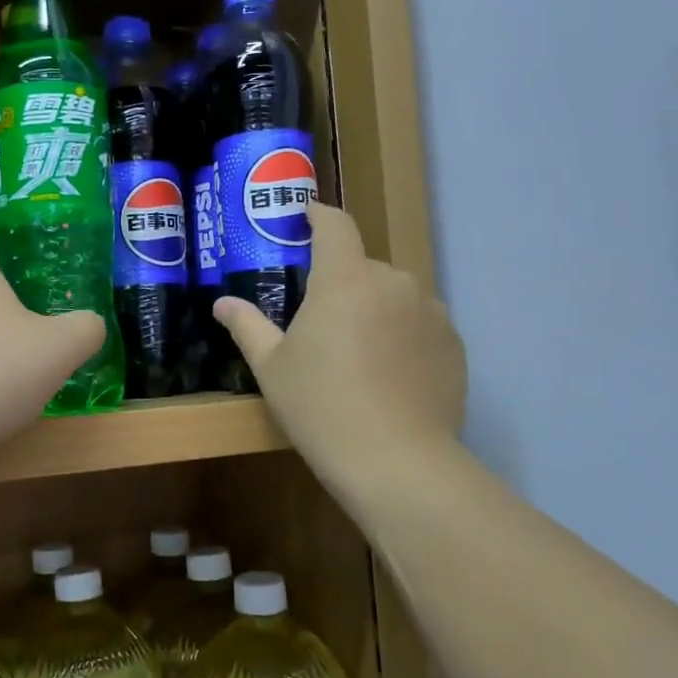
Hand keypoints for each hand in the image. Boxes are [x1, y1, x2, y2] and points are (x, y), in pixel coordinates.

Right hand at [215, 203, 465, 489]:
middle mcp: (394, 281)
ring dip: (375, 309)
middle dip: (342, 282)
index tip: (306, 216)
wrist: (397, 463)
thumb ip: (247, 326)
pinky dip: (404, 336)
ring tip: (359, 354)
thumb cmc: (321, 407)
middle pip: (363, 266)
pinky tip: (391, 376)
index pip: (335, 225)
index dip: (318, 215)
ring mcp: (431, 312)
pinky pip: (421, 325)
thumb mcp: (272, 368)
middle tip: (322, 320)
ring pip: (395, 295)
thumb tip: (222, 303)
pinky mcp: (454, 344)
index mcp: (346, 278)